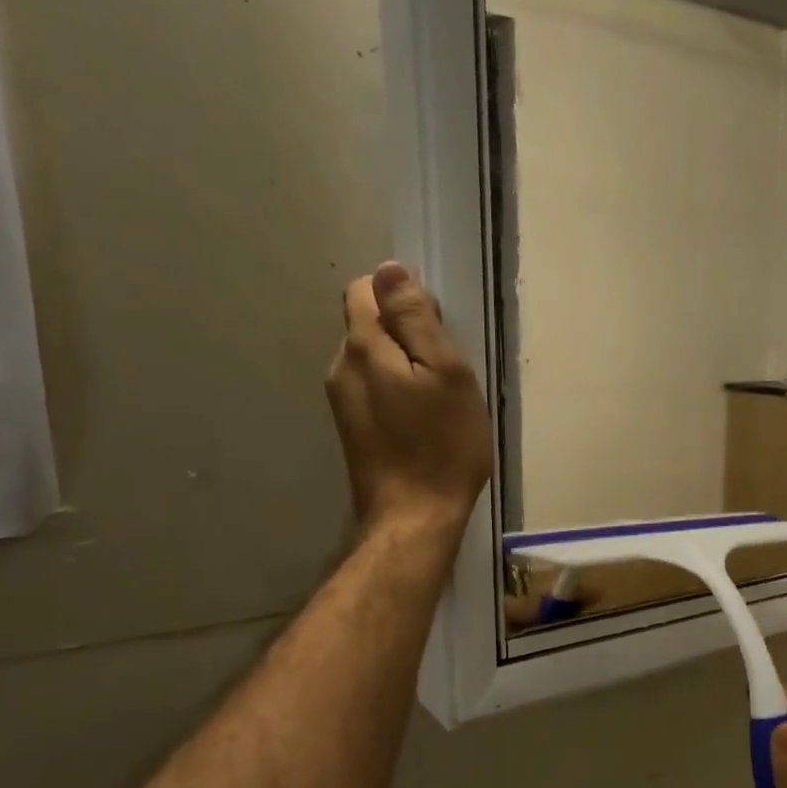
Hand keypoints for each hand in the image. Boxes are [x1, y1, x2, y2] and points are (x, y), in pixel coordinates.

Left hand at [326, 264, 491, 538]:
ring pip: (372, 359)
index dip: (402, 297)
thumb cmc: (442, 445)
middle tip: (445, 371)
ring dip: (402, 365)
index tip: (436, 328)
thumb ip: (416, 319)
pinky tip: (421, 421)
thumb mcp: (445, 373)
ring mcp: (341, 401)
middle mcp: (341, 367)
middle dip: (404, 333)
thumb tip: (389, 269)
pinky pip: (372, 388)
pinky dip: (396, 391)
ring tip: (437, 400)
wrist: (414, 518)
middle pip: (368, 325)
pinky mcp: (351, 428)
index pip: (365, 289)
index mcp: (363, 348)